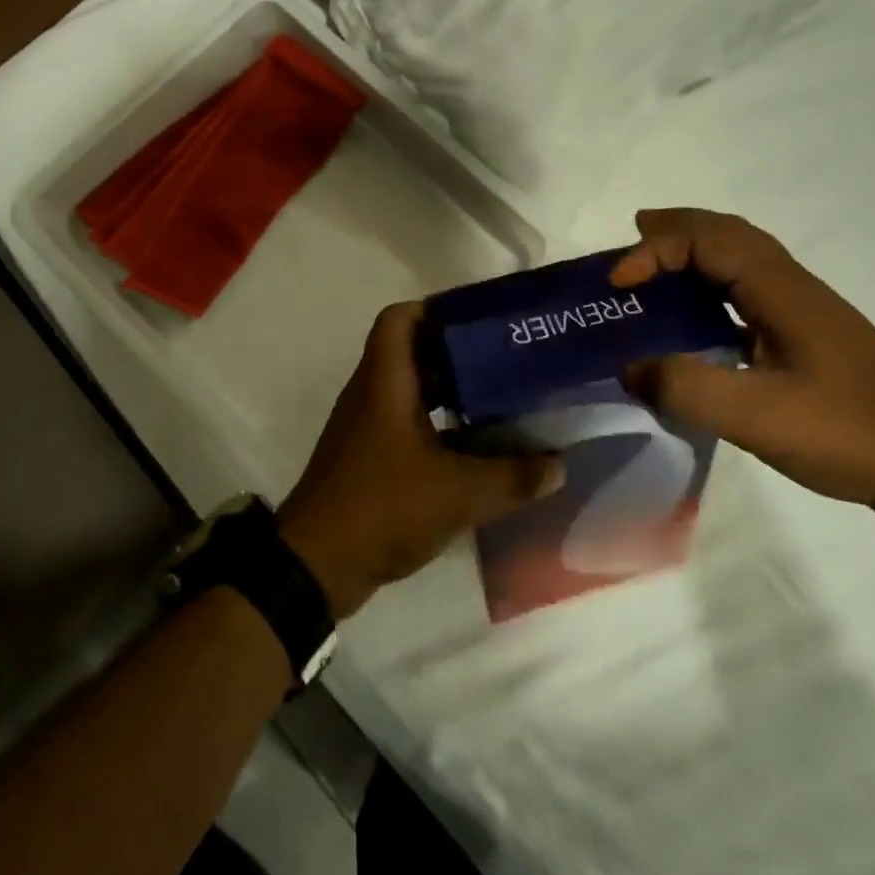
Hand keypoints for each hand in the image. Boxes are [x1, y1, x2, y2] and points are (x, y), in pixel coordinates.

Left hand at [277, 302, 564, 617]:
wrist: (316, 566)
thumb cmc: (382, 507)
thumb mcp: (458, 493)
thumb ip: (512, 477)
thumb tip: (557, 465)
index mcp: (384, 381)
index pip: (400, 317)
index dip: (436, 308)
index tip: (480, 320)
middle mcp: (371, 394)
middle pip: (413, 352)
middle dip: (458, 352)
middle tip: (505, 359)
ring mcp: (366, 427)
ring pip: (412, 390)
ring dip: (451, 392)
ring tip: (501, 399)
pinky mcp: (369, 457)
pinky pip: (407, 424)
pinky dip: (440, 427)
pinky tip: (477, 448)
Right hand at [612, 208, 874, 510]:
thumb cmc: (847, 431)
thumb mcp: (757, 416)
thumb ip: (685, 387)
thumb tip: (629, 367)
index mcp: (781, 291)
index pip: (708, 241)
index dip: (655, 250)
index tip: (618, 285)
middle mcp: (793, 286)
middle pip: (729, 233)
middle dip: (676, 228)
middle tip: (632, 234)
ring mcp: (804, 309)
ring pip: (742, 257)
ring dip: (696, 250)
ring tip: (656, 265)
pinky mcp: (808, 334)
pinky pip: (749, 288)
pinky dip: (713, 282)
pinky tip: (698, 315)